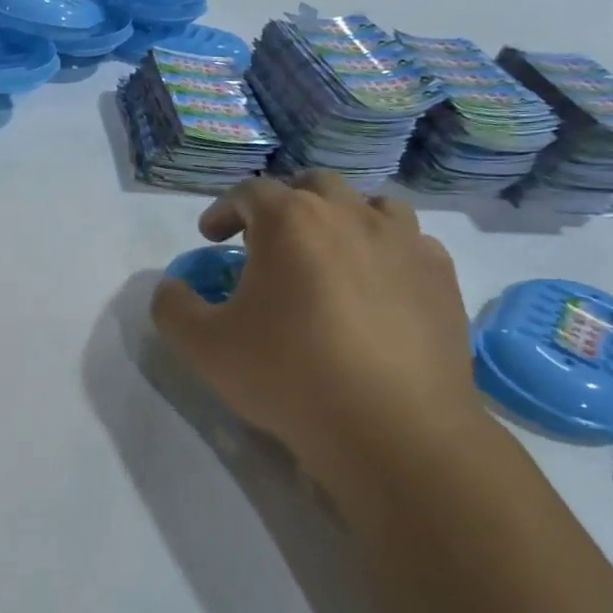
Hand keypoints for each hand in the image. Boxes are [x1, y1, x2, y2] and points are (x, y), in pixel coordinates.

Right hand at [150, 172, 484, 472]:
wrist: (392, 427)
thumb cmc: (288, 376)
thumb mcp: (204, 347)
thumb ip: (173, 307)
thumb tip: (171, 287)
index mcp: (291, 220)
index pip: (250, 192)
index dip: (223, 209)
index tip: (211, 237)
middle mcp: (350, 214)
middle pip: (312, 185)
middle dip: (284, 205)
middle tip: (268, 241)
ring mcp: (403, 242)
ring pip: (370, 206)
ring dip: (341, 219)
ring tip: (328, 255)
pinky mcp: (441, 276)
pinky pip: (410, 244)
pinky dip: (385, 252)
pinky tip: (377, 287)